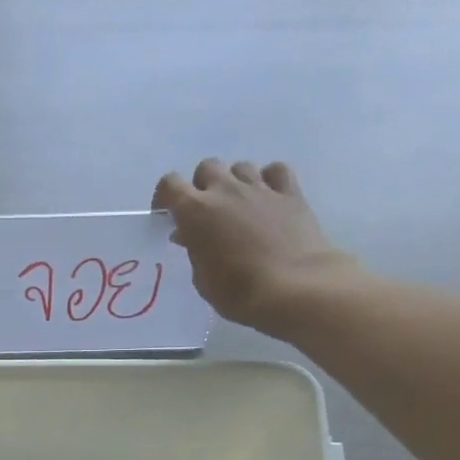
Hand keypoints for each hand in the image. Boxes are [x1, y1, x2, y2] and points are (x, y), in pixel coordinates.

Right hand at [152, 158, 368, 334]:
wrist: (294, 288)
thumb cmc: (238, 292)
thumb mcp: (203, 279)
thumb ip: (194, 251)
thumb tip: (190, 235)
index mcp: (196, 211)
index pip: (170, 184)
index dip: (165, 196)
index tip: (167, 214)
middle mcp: (226, 190)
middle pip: (207, 168)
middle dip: (203, 186)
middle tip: (207, 213)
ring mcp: (260, 188)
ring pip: (240, 167)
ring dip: (235, 182)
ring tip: (239, 207)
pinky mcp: (290, 192)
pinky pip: (275, 171)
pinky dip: (268, 180)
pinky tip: (268, 198)